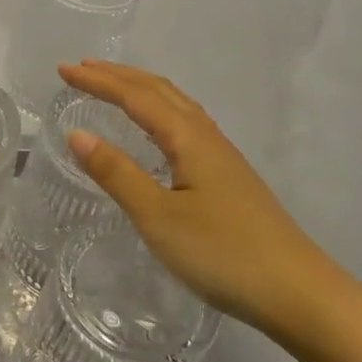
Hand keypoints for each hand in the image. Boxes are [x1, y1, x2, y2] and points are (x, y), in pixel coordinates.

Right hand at [59, 59, 351, 353]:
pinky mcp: (229, 178)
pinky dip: (159, 112)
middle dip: (119, 76)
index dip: (98, 81)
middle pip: (160, 91)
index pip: (136, 97)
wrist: (298, 293)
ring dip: (141, 91)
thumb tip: (77, 133)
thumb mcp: (158, 217)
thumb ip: (117, 173)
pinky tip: (157, 133)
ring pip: (177, 106)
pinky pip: (186, 125)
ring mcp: (223, 157)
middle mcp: (207, 137)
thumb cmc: (222, 254)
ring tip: (113, 89)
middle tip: (82, 68)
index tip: (64, 69)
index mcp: (189, 139)